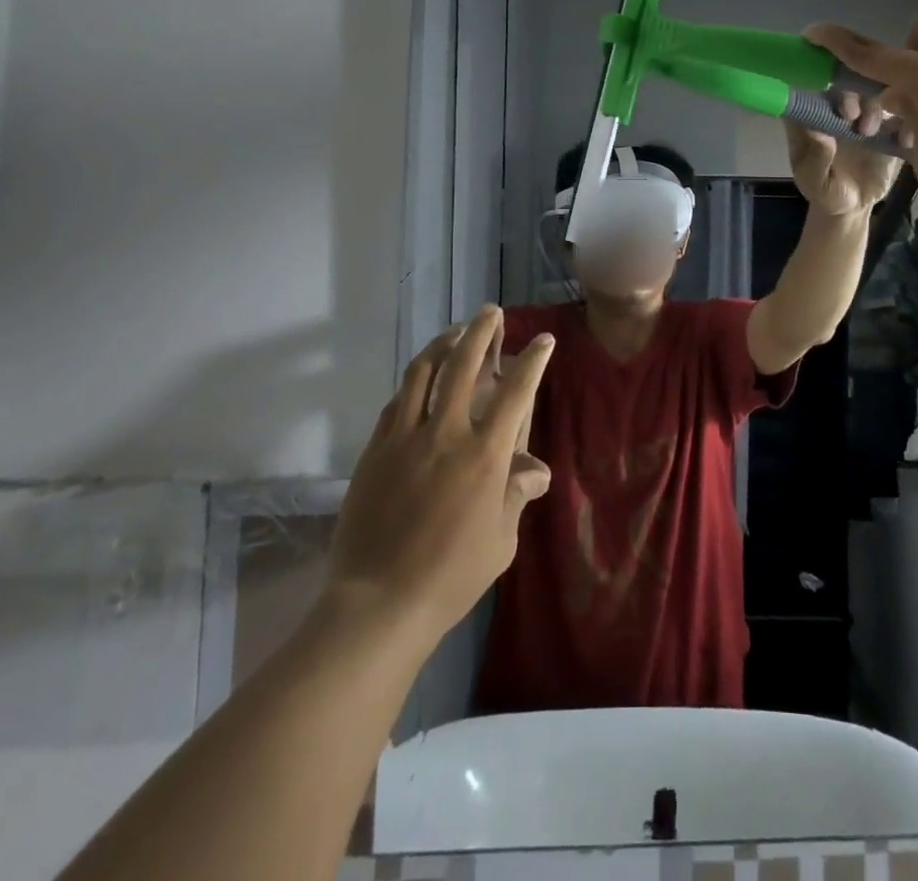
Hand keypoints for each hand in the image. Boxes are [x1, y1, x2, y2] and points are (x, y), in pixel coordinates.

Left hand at [324, 308, 553, 637]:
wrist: (377, 604)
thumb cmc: (451, 577)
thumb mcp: (500, 541)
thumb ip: (516, 495)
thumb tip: (536, 469)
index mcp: (483, 454)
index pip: (515, 392)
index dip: (532, 361)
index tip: (542, 340)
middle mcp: (444, 433)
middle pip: (462, 365)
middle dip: (480, 331)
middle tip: (489, 312)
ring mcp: (404, 438)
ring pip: (422, 373)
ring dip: (441, 344)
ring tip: (454, 332)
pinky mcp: (374, 451)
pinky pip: (395, 403)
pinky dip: (412, 383)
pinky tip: (418, 381)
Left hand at [785, 89, 901, 216]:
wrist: (853, 206)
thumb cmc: (824, 191)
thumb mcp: (813, 182)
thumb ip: (815, 159)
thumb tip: (819, 133)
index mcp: (813, 115)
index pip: (814, 85)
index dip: (822, 86)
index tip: (832, 104)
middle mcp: (839, 107)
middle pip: (846, 83)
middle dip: (850, 94)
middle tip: (851, 116)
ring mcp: (865, 114)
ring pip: (875, 92)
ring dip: (873, 106)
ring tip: (868, 132)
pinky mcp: (889, 125)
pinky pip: (902, 113)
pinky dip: (906, 120)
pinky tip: (903, 140)